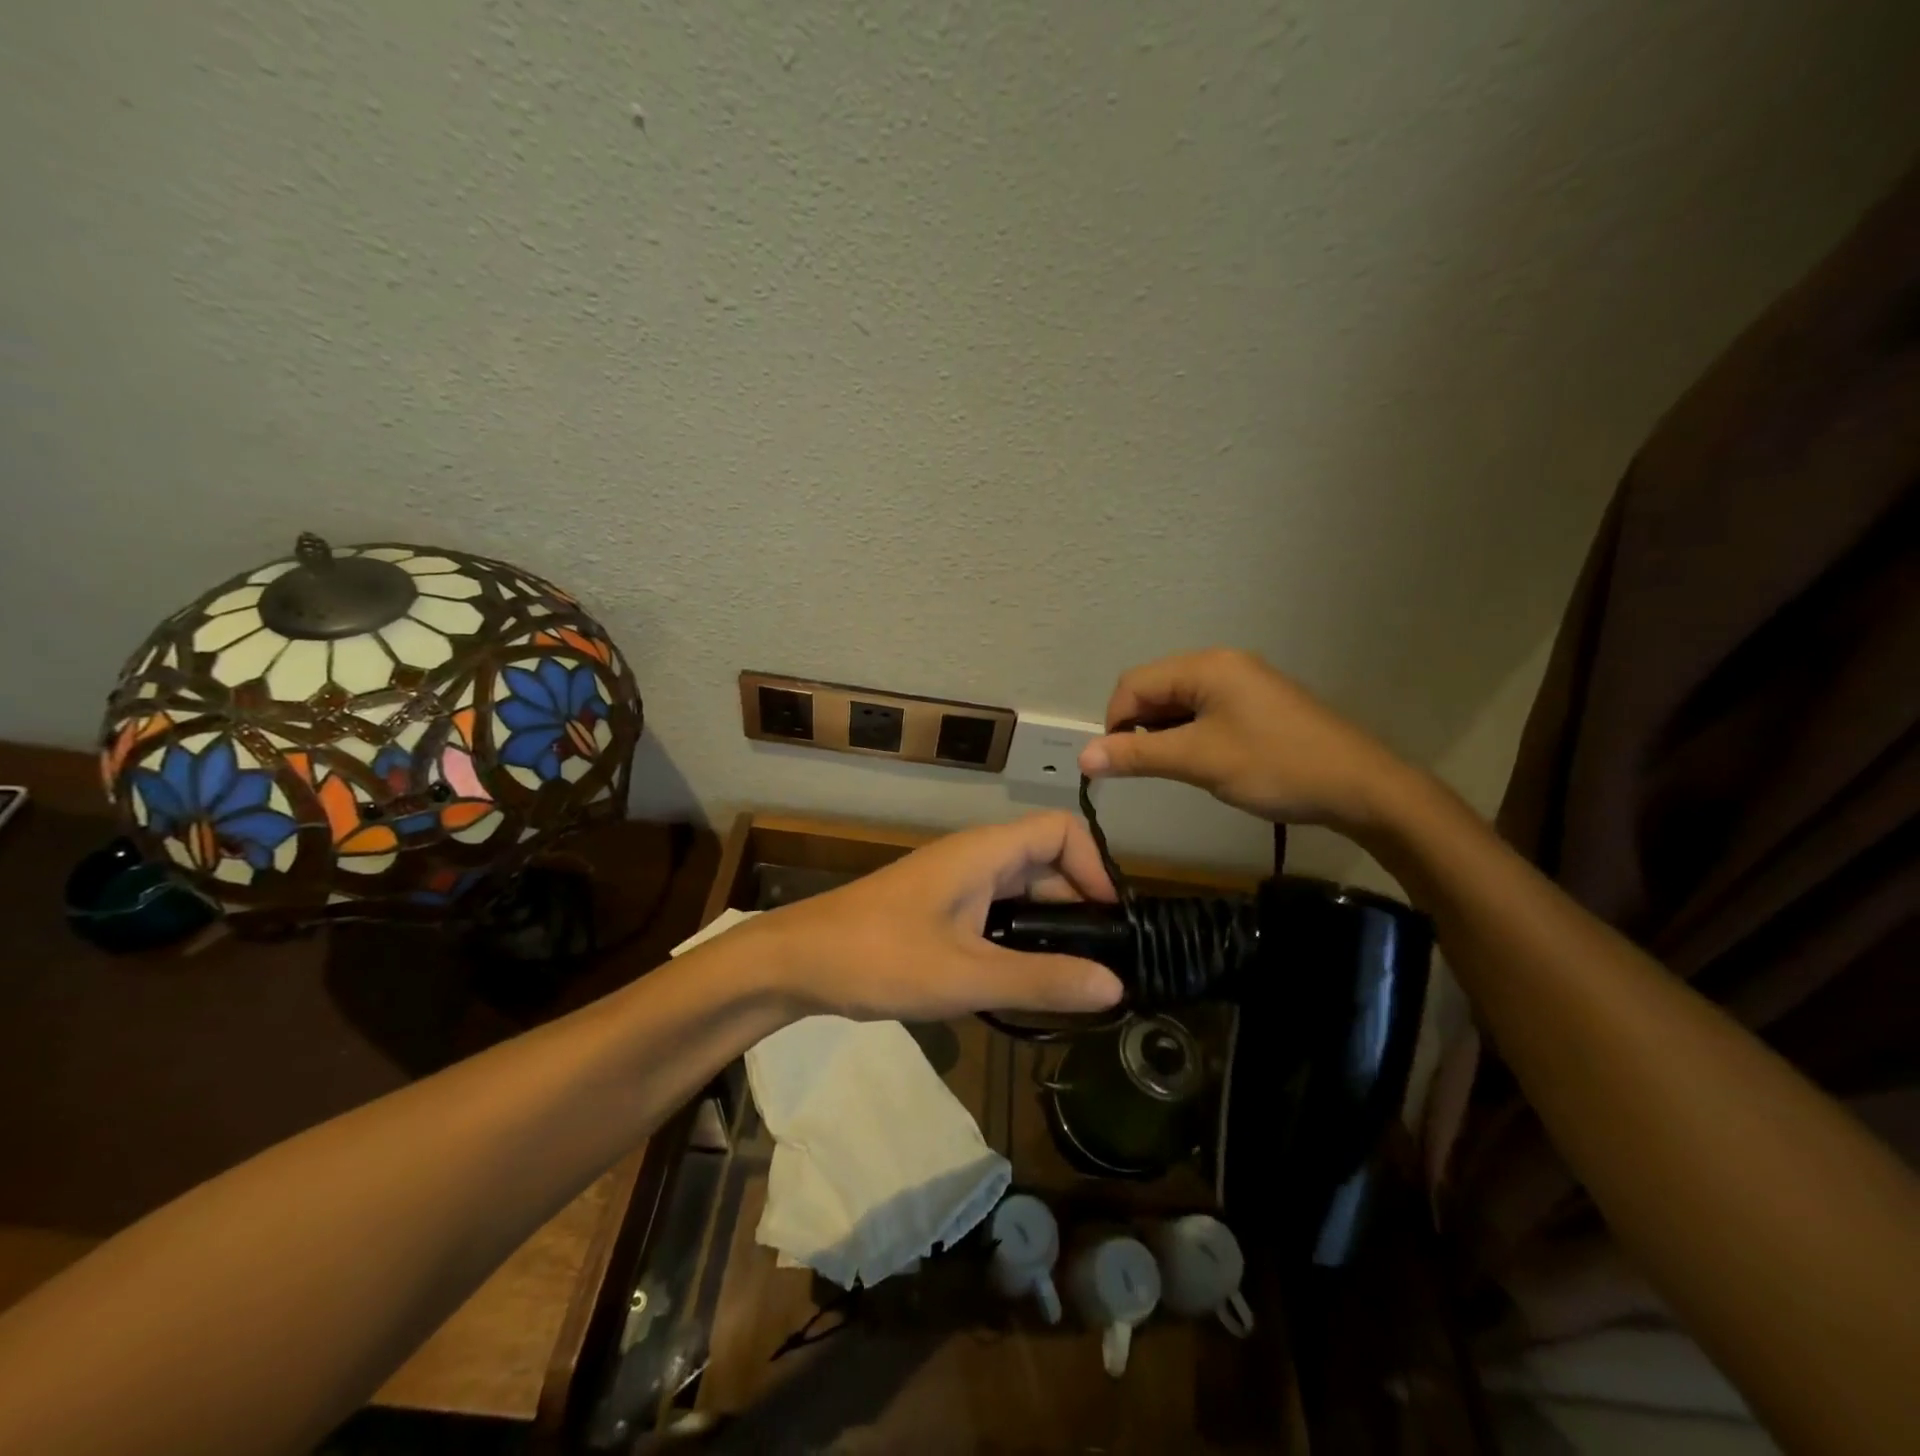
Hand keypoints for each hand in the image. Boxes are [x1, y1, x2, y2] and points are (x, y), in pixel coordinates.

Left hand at [744, 812, 1124, 1021]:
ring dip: (1049, 926)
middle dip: (1079, 905)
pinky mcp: (938, 909)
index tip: (1111, 923)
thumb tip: (1116, 985)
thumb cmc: (879, 958)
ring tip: (1071, 980)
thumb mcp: (965, 976)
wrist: (796, 961)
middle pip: (1047, 862)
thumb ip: (1041, 980)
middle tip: (1100, 965)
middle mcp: (974, 858)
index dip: (1096, 866)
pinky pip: (996, 912)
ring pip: (1021, 891)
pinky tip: (1022, 981)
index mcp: (984, 853)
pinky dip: (1019, 938)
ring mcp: (954, 883)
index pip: (1062, 830)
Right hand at [1078, 648, 1411, 833]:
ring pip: (1179, 702)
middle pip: (1155, 689)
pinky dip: (1189, 734)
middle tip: (1146, 768)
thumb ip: (1137, 756)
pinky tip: (1200, 761)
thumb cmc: (1275, 766)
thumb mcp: (1199, 761)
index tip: (1116, 764)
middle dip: (1138, 728)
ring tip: (1175, 768)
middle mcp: (1221, 664)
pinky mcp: (1256, 703)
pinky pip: (1204, 711)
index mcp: (1206, 667)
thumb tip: (1083, 757)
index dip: (1114, 723)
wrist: (1360, 786)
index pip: (1134, 685)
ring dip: (1164, 733)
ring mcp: (1242, 683)